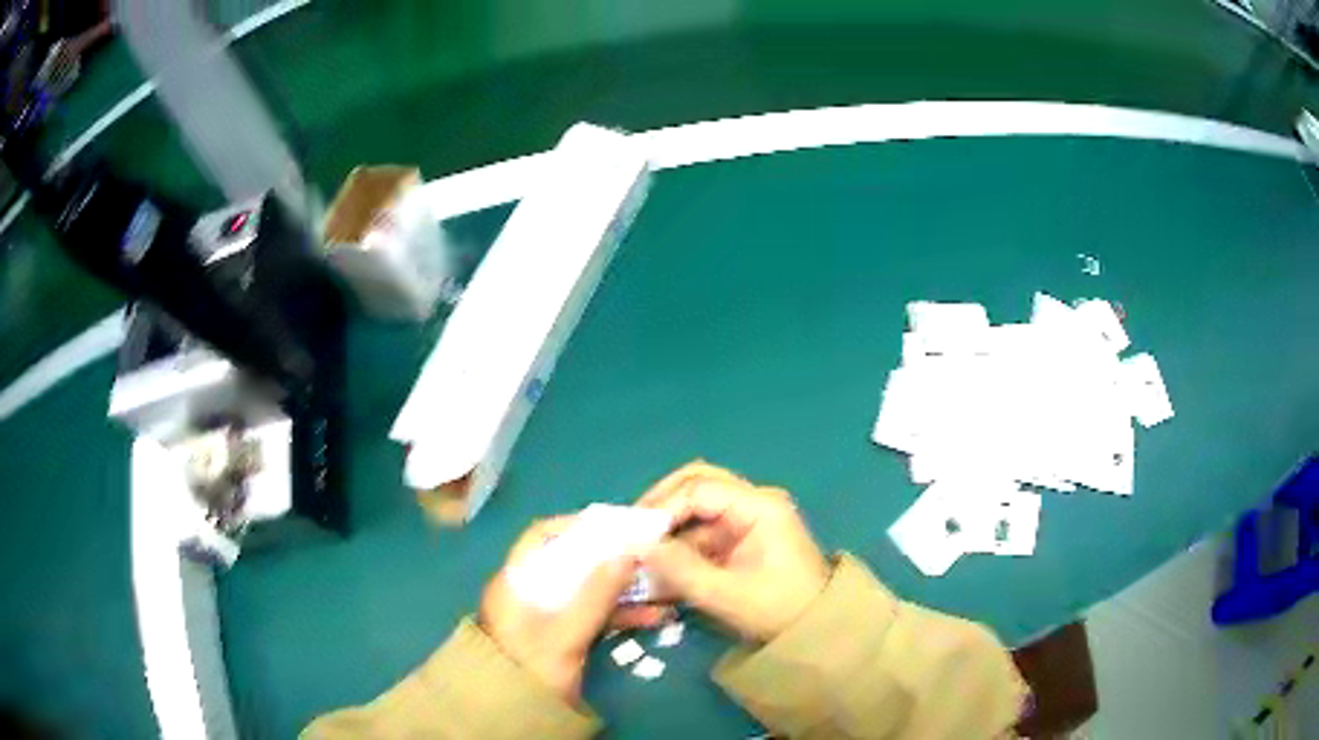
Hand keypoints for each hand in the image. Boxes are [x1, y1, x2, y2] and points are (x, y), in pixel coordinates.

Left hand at [479, 516, 640, 702]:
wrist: (517, 711)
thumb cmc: (533, 667)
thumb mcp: (565, 633)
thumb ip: (595, 594)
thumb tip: (627, 552)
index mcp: (516, 581)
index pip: (542, 537)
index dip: (577, 524)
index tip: (614, 524)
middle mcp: (529, 591)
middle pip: (572, 561)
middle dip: (610, 556)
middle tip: (646, 551)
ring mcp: (547, 615)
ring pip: (588, 589)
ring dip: (622, 587)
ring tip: (660, 585)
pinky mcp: (563, 635)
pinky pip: (594, 614)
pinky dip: (620, 613)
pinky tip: (653, 617)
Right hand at [635, 462, 830, 642]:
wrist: (816, 632)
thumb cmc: (778, 610)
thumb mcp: (725, 594)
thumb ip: (680, 569)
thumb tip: (637, 547)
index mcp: (759, 507)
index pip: (699, 489)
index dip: (662, 508)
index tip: (634, 534)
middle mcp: (754, 502)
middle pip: (699, 484)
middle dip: (663, 504)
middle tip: (633, 528)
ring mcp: (749, 519)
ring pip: (698, 507)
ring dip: (670, 528)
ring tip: (642, 552)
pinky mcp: (743, 539)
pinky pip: (704, 531)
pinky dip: (681, 545)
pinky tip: (661, 566)